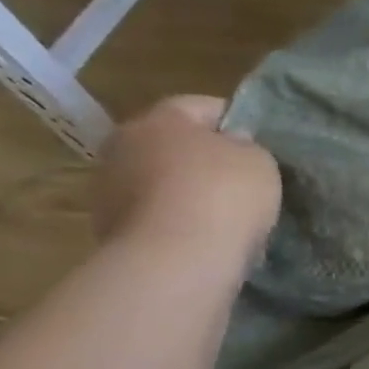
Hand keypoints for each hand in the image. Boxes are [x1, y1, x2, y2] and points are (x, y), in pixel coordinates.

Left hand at [92, 96, 281, 259]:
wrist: (176, 262)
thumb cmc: (223, 194)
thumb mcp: (259, 160)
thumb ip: (247, 146)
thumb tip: (232, 146)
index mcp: (159, 119)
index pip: (203, 106)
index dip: (236, 121)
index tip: (259, 144)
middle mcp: (123, 147)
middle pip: (173, 145)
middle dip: (205, 159)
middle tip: (242, 180)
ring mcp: (109, 192)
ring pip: (160, 183)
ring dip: (188, 194)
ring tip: (226, 215)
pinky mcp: (110, 233)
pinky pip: (156, 218)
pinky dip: (178, 224)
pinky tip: (206, 239)